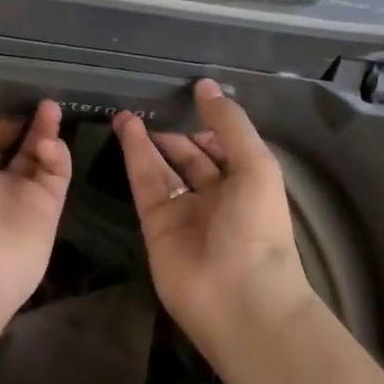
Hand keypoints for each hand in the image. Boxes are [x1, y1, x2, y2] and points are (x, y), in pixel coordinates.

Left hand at [0, 46, 71, 341]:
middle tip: (36, 82)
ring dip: (42, 129)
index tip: (2, 68)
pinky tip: (51, 147)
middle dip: (19, 111)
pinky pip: (55, 175)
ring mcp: (17, 194)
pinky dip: (56, 157)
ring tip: (50, 105)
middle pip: (7, 136)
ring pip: (35, 152)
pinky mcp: (46, 210)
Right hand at [112, 81, 317, 363]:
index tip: (185, 94)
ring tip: (127, 112)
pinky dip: (135, 156)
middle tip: (149, 102)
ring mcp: (184, 212)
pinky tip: (126, 130)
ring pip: (162, 168)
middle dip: (173, 131)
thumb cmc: (258, 227)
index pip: (223, 146)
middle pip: (190, 157)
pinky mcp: (156, 226)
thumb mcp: (255, 164)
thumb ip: (229, 123)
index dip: (207, 122)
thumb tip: (205, 85)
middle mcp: (216, 196)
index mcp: (247, 183)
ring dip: (147, 140)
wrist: (239, 299)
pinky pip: (145, 184)